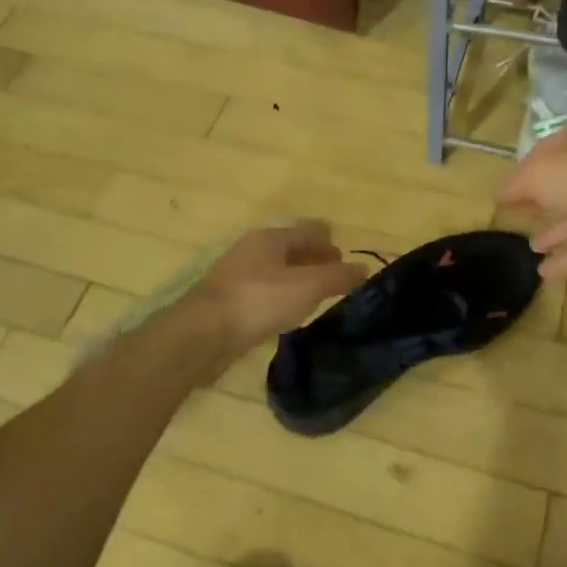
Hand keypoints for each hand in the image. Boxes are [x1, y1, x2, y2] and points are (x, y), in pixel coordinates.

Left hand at [187, 222, 366, 349]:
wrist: (203, 334)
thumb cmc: (259, 301)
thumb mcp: (307, 286)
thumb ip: (337, 276)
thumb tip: (364, 267)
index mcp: (269, 239)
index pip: (306, 233)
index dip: (328, 244)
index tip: (345, 260)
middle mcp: (251, 251)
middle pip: (289, 251)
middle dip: (313, 261)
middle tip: (335, 278)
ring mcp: (236, 277)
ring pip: (275, 273)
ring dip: (296, 281)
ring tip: (315, 298)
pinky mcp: (228, 303)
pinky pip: (262, 294)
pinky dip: (279, 298)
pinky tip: (287, 315)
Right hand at [498, 119, 566, 276]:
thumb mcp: (538, 174)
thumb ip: (516, 185)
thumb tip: (501, 196)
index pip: (549, 149)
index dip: (526, 169)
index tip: (507, 192)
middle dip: (544, 200)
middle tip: (520, 217)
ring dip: (556, 232)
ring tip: (531, 248)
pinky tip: (545, 273)